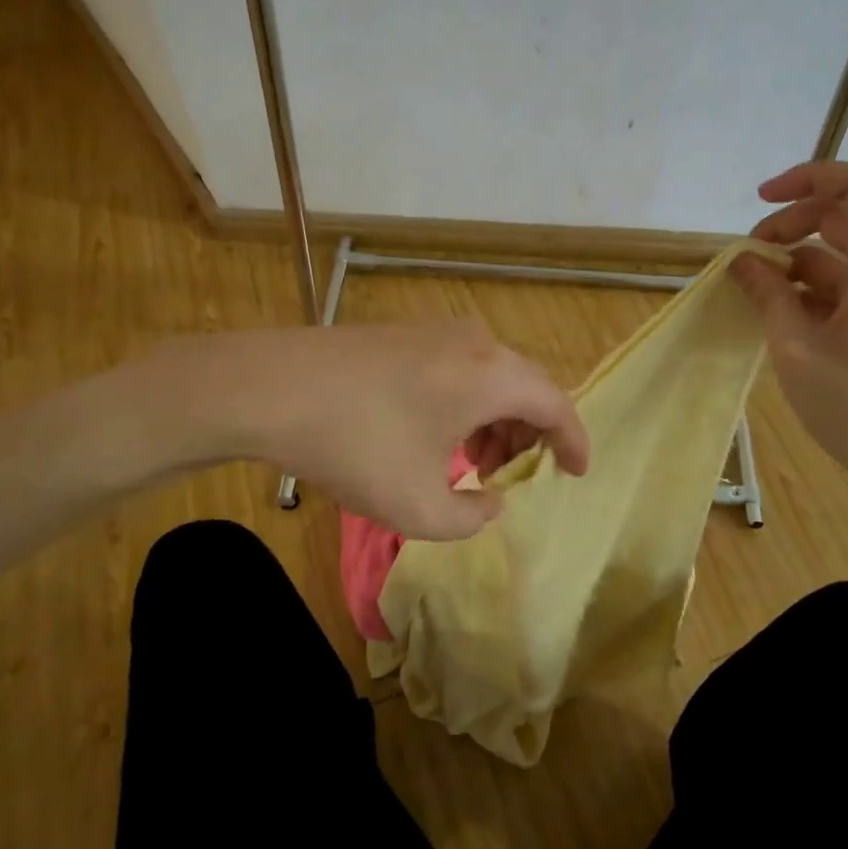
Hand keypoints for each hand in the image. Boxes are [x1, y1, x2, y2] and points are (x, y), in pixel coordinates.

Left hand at [189, 322, 589, 540]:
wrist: (269, 387)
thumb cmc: (355, 445)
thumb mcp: (418, 507)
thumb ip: (471, 517)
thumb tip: (490, 501)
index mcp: (493, 376)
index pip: (557, 406)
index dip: (574, 443)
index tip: (577, 473)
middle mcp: (475, 343)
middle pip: (526, 388)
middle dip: (528, 436)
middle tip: (511, 476)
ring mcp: (437, 332)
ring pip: (490, 377)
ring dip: (494, 421)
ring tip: (472, 463)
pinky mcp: (405, 333)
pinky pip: (459, 369)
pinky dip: (465, 404)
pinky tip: (435, 435)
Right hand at [732, 161, 847, 490]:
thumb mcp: (797, 348)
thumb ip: (768, 295)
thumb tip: (740, 260)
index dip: (810, 177)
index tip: (761, 201)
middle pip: (844, 214)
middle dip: (790, 222)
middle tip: (746, 256)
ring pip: (838, 250)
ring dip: (792, 257)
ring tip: (750, 287)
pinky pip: (840, 283)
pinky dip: (804, 286)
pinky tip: (773, 310)